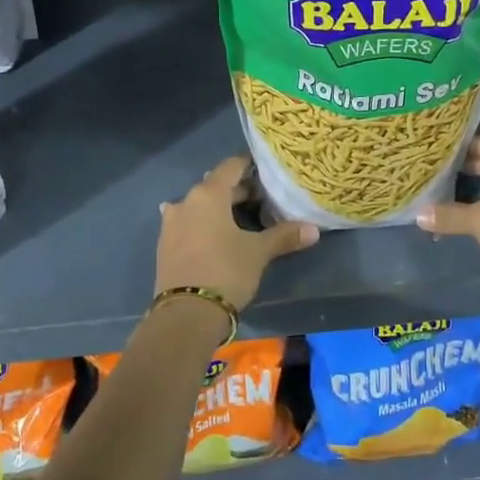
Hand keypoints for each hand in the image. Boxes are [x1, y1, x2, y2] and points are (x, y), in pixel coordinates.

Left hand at [156, 157, 318, 309]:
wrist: (185, 315)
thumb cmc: (225, 271)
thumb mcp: (258, 252)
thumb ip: (284, 236)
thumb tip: (314, 229)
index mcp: (208, 195)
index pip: (231, 167)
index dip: (249, 165)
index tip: (266, 168)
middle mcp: (185, 202)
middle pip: (215, 186)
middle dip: (238, 190)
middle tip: (263, 198)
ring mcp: (171, 224)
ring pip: (200, 206)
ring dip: (219, 208)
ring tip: (241, 218)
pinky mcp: (165, 246)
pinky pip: (188, 224)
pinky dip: (203, 224)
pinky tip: (215, 234)